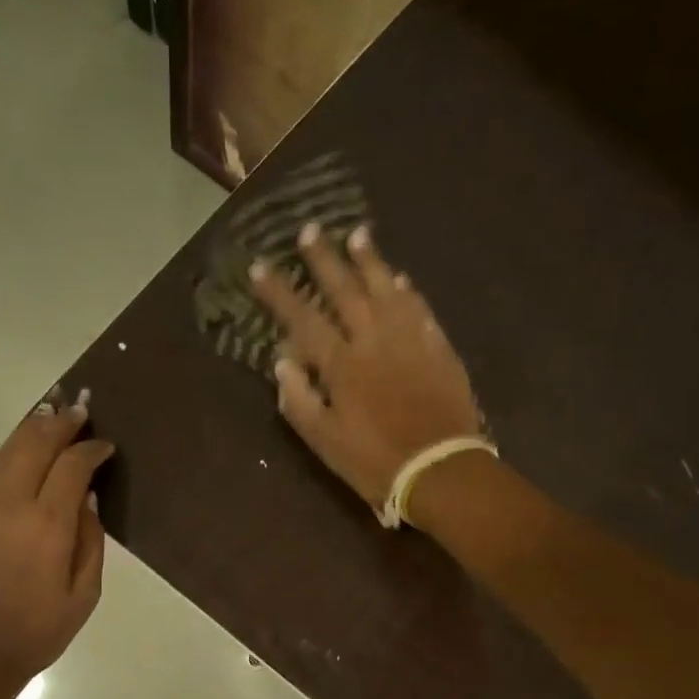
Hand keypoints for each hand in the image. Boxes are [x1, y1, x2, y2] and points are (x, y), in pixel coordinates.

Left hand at [0, 392, 113, 686]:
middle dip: (61, 424)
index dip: (92, 450)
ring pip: (4, 451)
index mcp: (50, 524)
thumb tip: (87, 501)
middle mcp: (12, 504)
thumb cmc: (36, 632)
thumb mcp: (84, 595)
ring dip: (28, 428)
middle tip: (79, 413)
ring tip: (46, 414)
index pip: (74, 467)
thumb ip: (91, 543)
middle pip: (37, 445)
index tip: (105, 447)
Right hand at [251, 224, 480, 510]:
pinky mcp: (439, 348)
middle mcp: (374, 340)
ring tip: (357, 235)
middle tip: (311, 229)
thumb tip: (282, 363)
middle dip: (324, 259)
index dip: (279, 292)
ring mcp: (410, 340)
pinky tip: (400, 279)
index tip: (259, 266)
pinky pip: (420, 309)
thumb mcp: (323, 441)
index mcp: (341, 364)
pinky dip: (407, 291)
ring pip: (387, 289)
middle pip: (345, 290)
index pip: (302, 318)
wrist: (439, 470)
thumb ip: (299, 400)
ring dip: (370, 261)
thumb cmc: (373, 461)